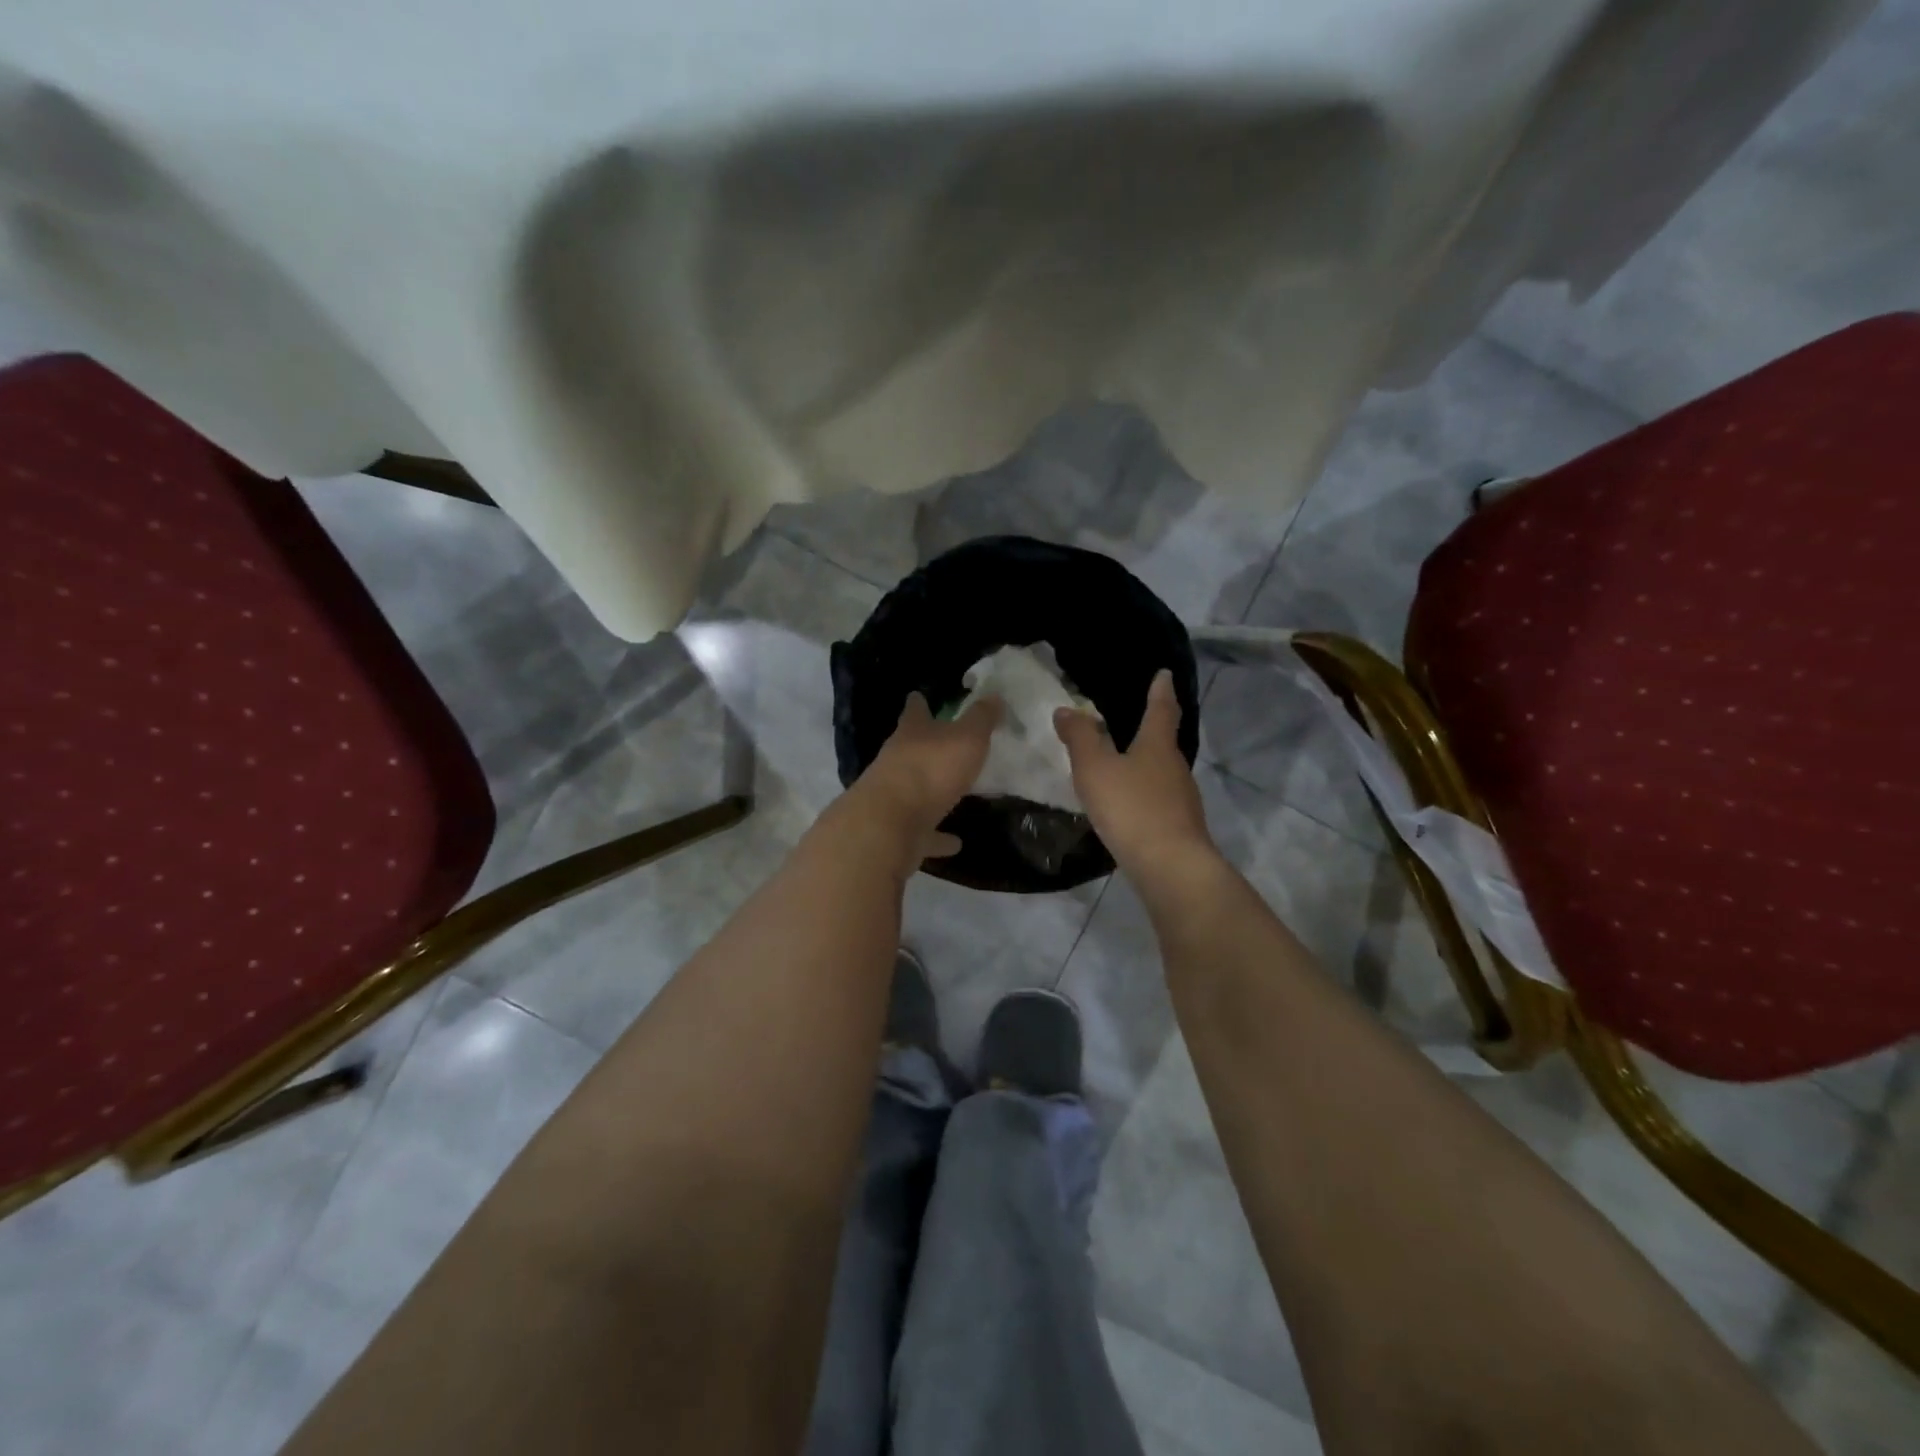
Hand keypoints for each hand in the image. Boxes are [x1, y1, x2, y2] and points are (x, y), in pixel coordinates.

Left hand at [855, 692, 1001, 861]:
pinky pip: (923, 831)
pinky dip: (938, 836)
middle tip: (946, 745)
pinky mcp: (898, 831)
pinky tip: (955, 842)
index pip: (914, 711)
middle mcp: (897, 761)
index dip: (918, 703)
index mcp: (912, 734)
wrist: (890, 825)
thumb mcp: (967, 738)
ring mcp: (894, 798)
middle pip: (910, 749)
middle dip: (925, 746)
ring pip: (914, 791)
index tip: (918, 696)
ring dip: (932, 793)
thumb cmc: (931, 770)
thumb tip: (994, 694)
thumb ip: (981, 718)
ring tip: (954, 795)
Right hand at [1054, 669, 1213, 874]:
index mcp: (1157, 745)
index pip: (1161, 708)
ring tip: (1123, 763)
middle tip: (1133, 719)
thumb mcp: (1095, 768)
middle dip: (1151, 729)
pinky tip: (1128, 805)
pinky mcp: (1179, 826)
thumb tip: (1065, 709)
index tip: (1163, 674)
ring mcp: (1181, 798)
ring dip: (1145, 764)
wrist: (1170, 867)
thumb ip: (1079, 738)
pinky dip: (1144, 793)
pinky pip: (1158, 799)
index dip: (1160, 690)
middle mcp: (1175, 766)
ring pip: (1162, 772)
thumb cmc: (1131, 808)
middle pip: (1164, 741)